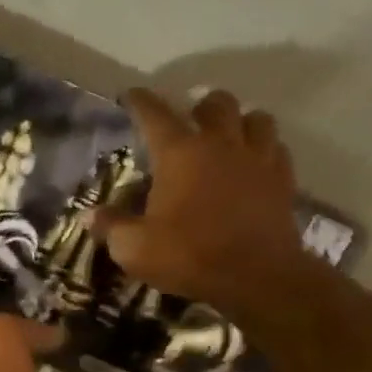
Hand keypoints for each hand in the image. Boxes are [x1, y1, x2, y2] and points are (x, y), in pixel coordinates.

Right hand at [95, 88, 315, 322]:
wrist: (256, 277)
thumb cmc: (190, 256)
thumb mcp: (135, 248)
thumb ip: (112, 227)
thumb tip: (89, 216)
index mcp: (179, 153)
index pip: (155, 114)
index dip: (140, 101)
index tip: (131, 95)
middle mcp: (220, 144)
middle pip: (216, 103)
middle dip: (200, 105)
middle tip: (190, 121)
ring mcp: (257, 159)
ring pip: (256, 118)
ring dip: (240, 121)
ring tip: (229, 136)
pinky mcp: (283, 180)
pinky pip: (277, 149)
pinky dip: (265, 149)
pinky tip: (256, 163)